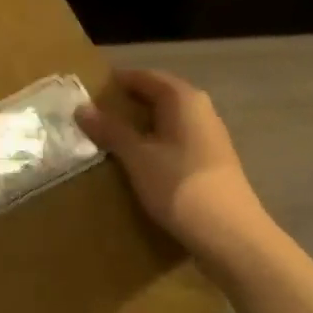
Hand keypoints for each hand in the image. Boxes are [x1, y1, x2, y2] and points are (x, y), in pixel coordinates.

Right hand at [77, 69, 273, 260]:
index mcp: (183, 99)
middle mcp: (200, 110)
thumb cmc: (180, 186)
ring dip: (139, 125)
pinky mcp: (209, 162)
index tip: (88, 90)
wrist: (231, 236)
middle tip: (92, 114)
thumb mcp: (137, 157)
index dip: (116, 81)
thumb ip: (110, 130)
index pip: (144, 76)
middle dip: (126, 103)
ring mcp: (209, 137)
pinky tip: (136, 160)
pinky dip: (153, 143)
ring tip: (108, 137)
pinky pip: (174, 140)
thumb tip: (81, 108)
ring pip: (166, 120)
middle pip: (157, 96)